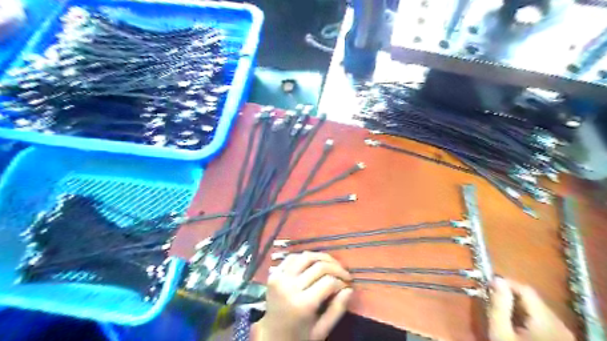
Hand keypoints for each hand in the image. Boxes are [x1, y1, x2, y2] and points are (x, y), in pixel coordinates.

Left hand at [254, 252, 353, 339]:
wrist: (270, 336)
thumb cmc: (299, 337)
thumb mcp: (321, 331)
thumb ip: (337, 310)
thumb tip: (350, 289)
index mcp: (302, 304)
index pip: (329, 282)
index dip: (342, 281)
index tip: (348, 285)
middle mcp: (289, 287)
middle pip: (319, 266)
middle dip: (336, 267)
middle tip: (345, 274)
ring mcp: (279, 278)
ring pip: (306, 256)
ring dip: (323, 258)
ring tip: (333, 265)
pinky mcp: (274, 274)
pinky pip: (293, 257)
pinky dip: (305, 257)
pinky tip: (314, 263)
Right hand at [488, 277, 574, 340]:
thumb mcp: (500, 333)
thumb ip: (498, 306)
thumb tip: (496, 279)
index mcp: (546, 320)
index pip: (525, 289)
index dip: (505, 283)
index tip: (487, 285)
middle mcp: (560, 323)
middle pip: (532, 299)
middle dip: (510, 296)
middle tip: (490, 299)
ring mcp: (564, 333)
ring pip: (537, 309)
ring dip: (517, 306)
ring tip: (500, 312)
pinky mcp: (562, 340)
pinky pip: (543, 320)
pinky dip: (526, 317)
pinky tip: (515, 325)